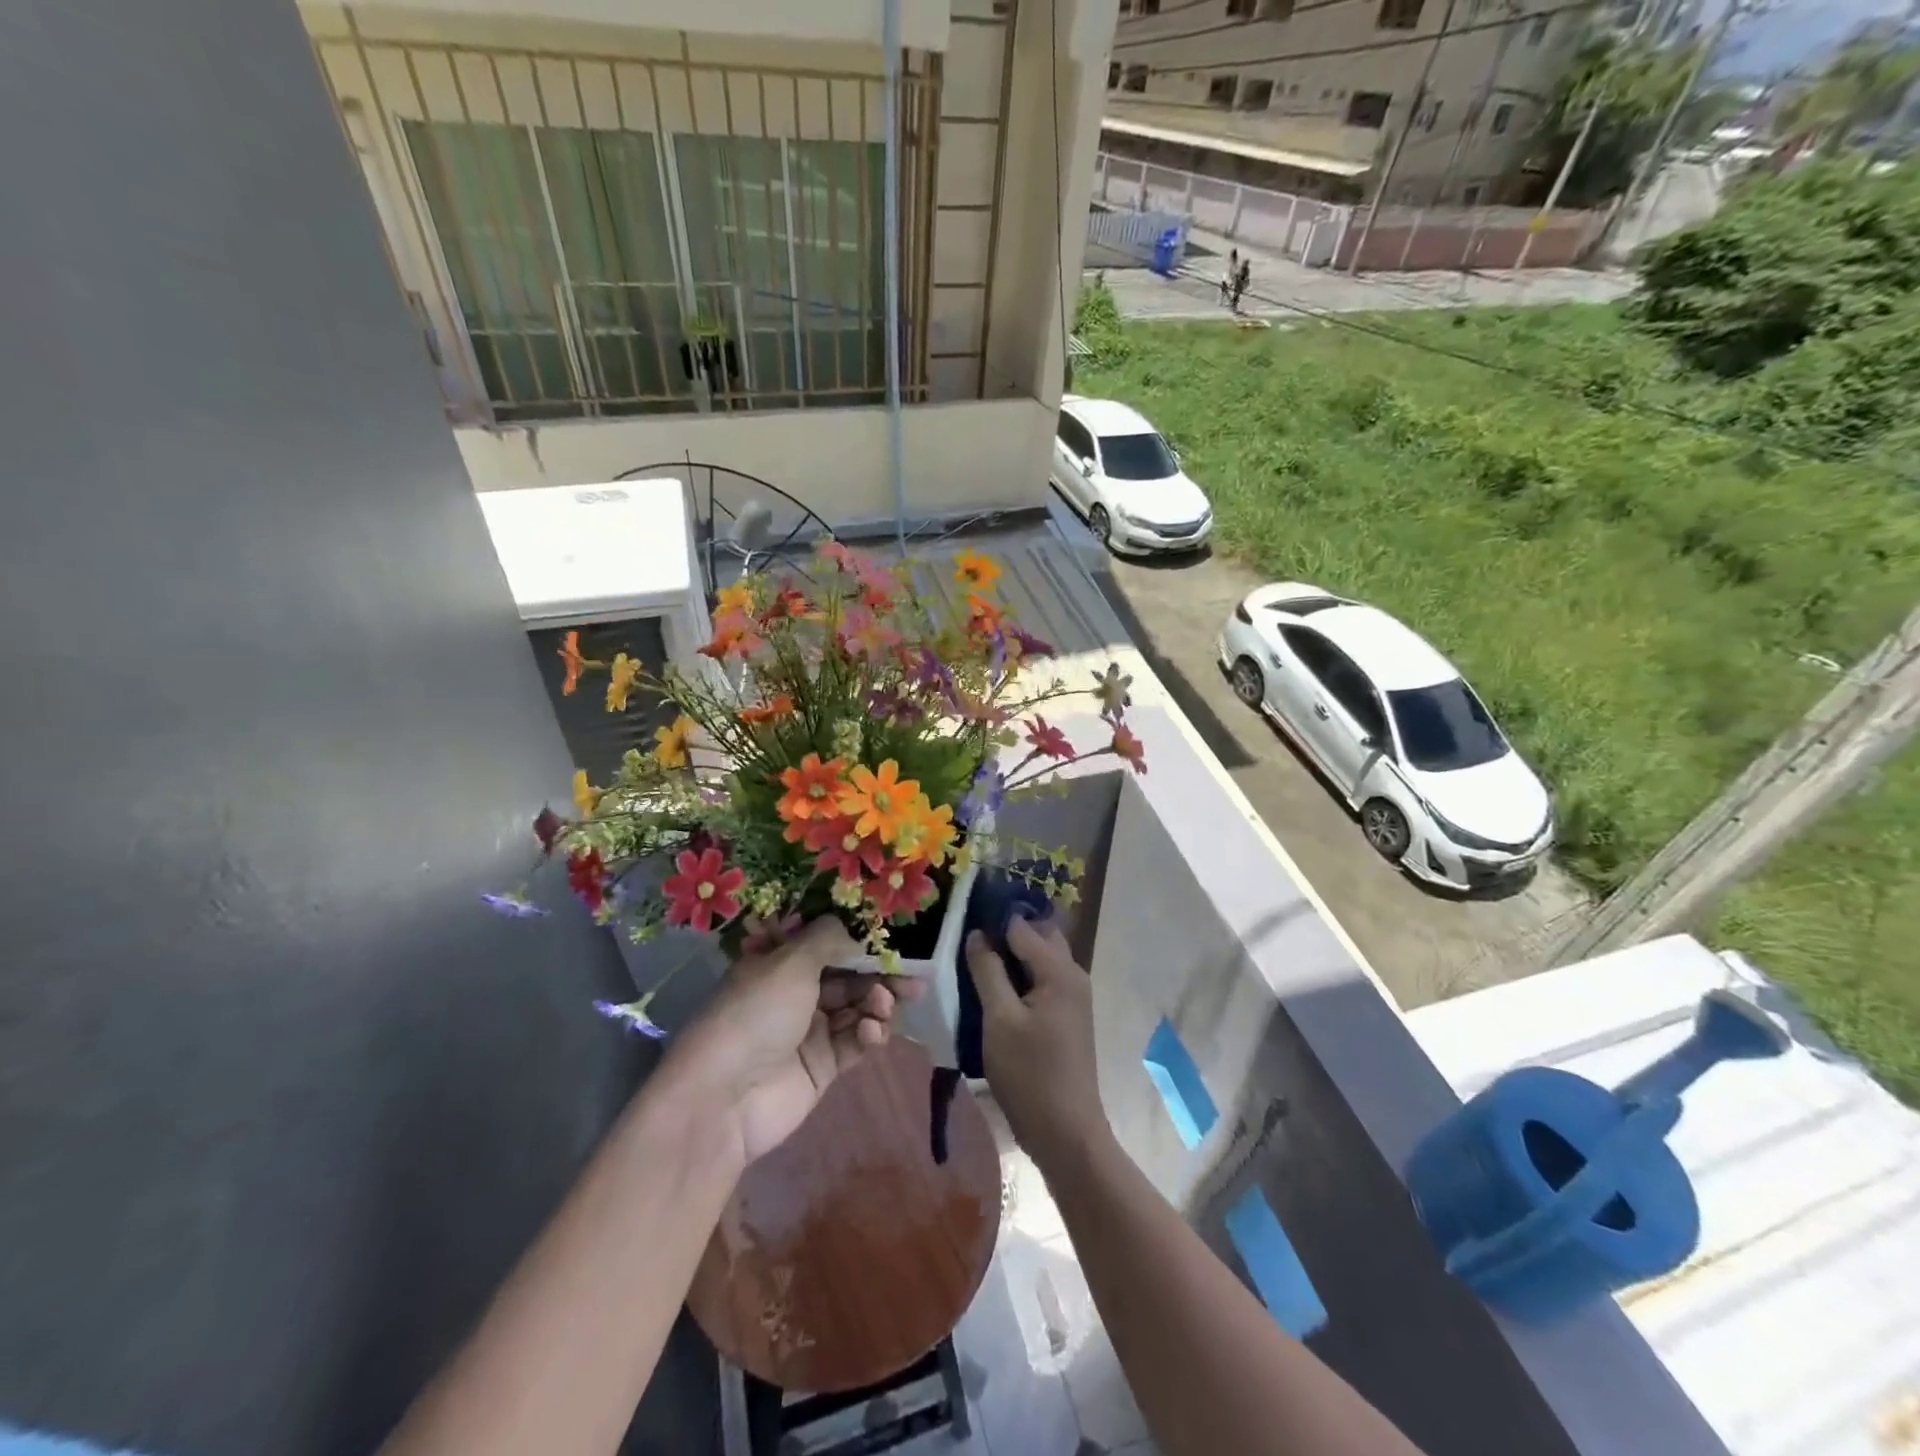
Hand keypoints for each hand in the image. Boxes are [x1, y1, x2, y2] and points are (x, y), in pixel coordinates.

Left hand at [670, 917, 923, 1167]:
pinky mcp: (823, 1066)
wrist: (725, 1097)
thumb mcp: (792, 962)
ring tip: (884, 1005)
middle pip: (848, 977)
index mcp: (780, 963)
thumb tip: (853, 927)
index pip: (827, 944)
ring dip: (876, 1004)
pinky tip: (873, 1032)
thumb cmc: (757, 1013)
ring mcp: (809, 1031)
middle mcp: (795, 993)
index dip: (860, 941)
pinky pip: (855, 1043)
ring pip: (856, 1009)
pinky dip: (869, 1034)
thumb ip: (829, 939)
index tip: (893, 940)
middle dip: (879, 975)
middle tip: (913, 978)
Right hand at [965, 917, 1107, 1169]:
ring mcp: (1073, 997)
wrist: (1066, 1132)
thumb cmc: (1030, 1074)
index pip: (1022, 926)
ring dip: (1012, 956)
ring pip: (1040, 960)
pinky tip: (994, 990)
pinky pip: (1042, 981)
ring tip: (976, 963)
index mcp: (1059, 970)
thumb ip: (987, 971)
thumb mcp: (999, 1019)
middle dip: (1006, 933)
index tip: (962, 919)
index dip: (993, 919)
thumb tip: (978, 934)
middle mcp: (1073, 975)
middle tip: (970, 941)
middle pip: (1038, 937)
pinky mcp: (1068, 1017)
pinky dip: (1021, 978)